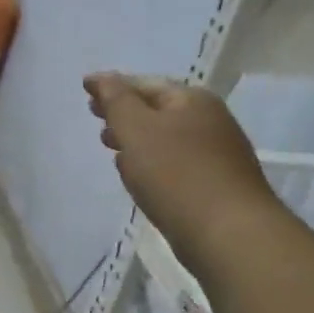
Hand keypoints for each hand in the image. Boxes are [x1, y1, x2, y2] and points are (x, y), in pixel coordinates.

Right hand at [84, 73, 283, 266]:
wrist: (227, 234)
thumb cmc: (175, 174)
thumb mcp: (136, 129)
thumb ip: (116, 100)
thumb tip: (102, 78)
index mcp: (192, 100)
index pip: (143, 83)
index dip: (112, 85)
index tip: (85, 89)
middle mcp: (209, 120)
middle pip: (157, 109)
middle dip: (124, 112)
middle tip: (95, 116)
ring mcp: (216, 153)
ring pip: (165, 137)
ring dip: (136, 138)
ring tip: (110, 147)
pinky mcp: (214, 184)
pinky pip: (174, 163)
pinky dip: (151, 161)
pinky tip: (138, 176)